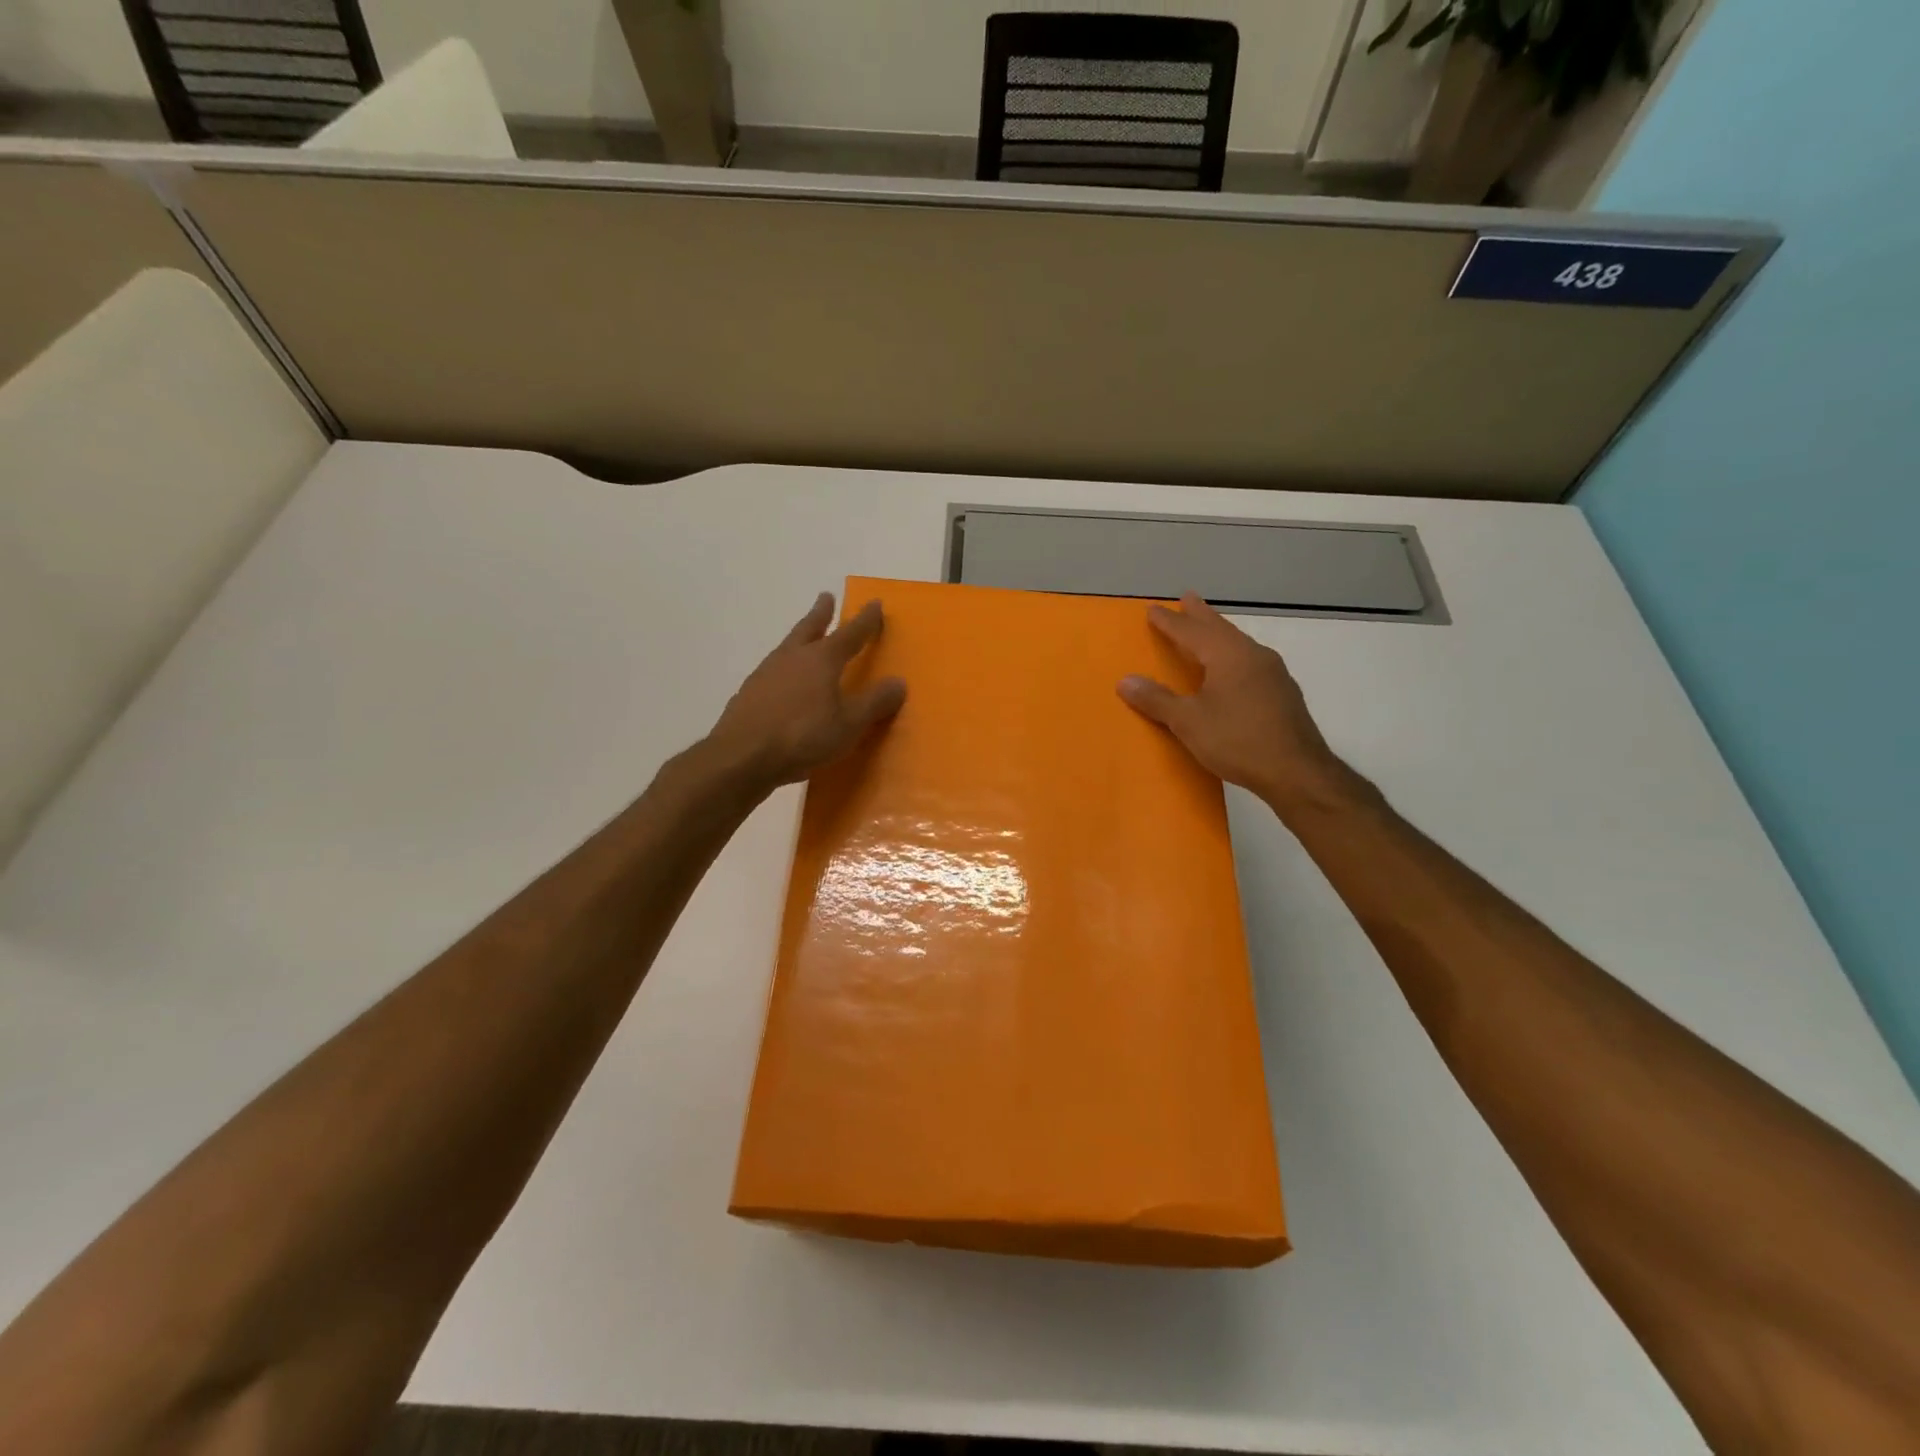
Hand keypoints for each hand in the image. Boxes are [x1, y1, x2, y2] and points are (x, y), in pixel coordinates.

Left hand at [706, 593, 906, 791]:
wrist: (741, 757)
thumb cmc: (802, 737)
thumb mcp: (849, 724)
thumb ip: (874, 703)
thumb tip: (899, 682)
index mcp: (821, 660)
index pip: (850, 633)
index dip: (865, 620)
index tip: (874, 603)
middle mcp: (792, 658)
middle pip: (809, 628)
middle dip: (821, 613)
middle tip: (825, 598)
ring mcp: (766, 674)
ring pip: (788, 647)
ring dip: (800, 638)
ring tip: (805, 639)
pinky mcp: (749, 694)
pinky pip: (773, 672)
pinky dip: (784, 669)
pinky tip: (784, 683)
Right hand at [1118, 592, 1357, 813]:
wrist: (1296, 771)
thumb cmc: (1237, 741)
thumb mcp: (1188, 722)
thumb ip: (1157, 700)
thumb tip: (1125, 681)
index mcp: (1227, 655)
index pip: (1191, 631)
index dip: (1170, 621)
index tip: (1153, 609)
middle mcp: (1252, 655)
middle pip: (1220, 628)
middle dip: (1200, 614)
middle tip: (1187, 598)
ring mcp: (1272, 673)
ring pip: (1237, 643)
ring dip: (1218, 633)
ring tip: (1206, 629)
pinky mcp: (1282, 692)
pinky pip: (1249, 661)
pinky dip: (1231, 654)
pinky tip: (1232, 667)